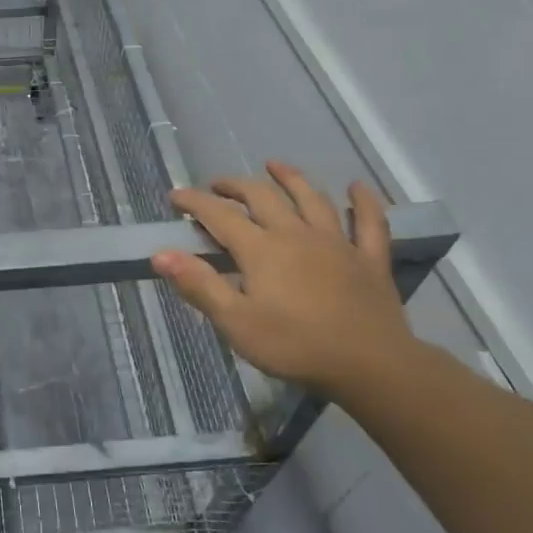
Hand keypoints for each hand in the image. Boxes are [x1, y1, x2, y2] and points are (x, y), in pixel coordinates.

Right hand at [151, 161, 419, 395]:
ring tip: (274, 166)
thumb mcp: (235, 322)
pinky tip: (358, 188)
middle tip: (217, 186)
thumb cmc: (295, 346)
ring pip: (312, 199)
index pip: (219, 215)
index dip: (194, 202)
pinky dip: (364, 202)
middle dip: (235, 186)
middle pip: (262, 197)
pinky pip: (370, 223)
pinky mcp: (369, 259)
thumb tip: (161, 254)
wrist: (371, 366)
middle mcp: (296, 234)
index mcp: (261, 249)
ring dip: (291, 178)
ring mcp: (337, 243)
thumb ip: (199, 285)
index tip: (175, 196)